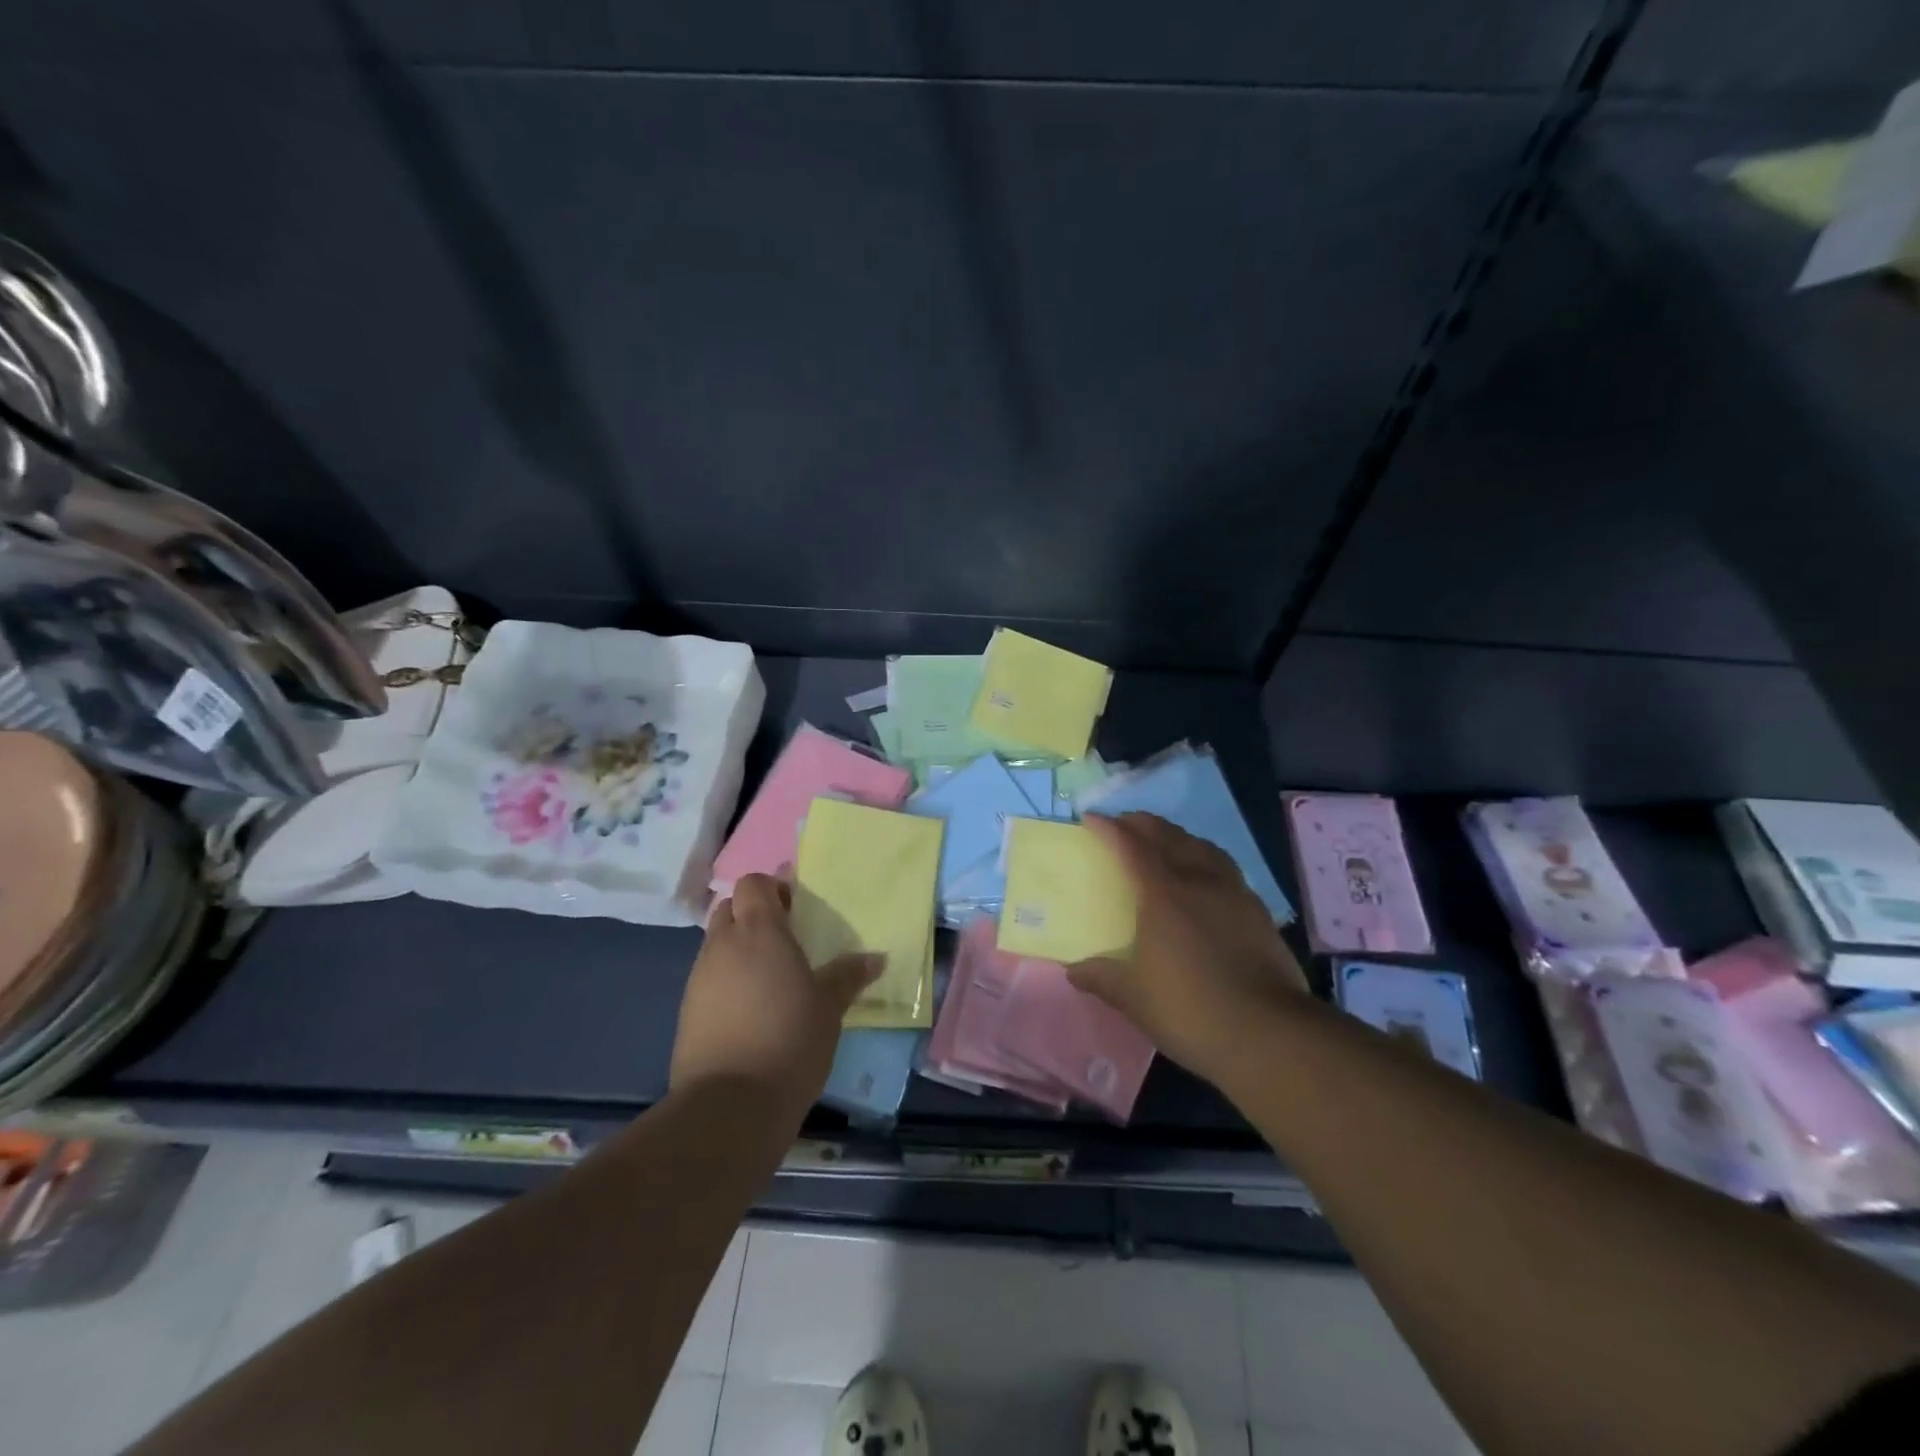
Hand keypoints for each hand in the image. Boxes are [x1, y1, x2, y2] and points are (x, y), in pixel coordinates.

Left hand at [671, 874, 879, 1118]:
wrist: (730, 1106)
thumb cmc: (789, 1040)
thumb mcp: (829, 1007)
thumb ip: (848, 976)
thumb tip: (875, 958)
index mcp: (758, 931)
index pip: (752, 883)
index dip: (772, 889)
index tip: (796, 910)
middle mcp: (722, 945)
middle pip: (729, 909)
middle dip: (752, 915)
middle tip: (785, 940)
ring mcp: (699, 979)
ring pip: (716, 945)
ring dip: (739, 949)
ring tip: (770, 980)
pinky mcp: (686, 1012)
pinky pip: (708, 979)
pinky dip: (727, 981)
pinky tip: (751, 1011)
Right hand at [1069, 812, 1308, 1083]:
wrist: (1268, 1033)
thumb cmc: (1189, 1009)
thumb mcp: (1133, 998)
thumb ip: (1102, 978)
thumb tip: (1073, 971)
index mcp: (1163, 893)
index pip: (1132, 846)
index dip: (1110, 829)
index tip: (1091, 819)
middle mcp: (1199, 881)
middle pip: (1169, 836)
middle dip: (1143, 824)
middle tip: (1125, 823)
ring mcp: (1234, 893)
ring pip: (1203, 847)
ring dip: (1179, 836)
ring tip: (1166, 841)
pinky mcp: (1258, 912)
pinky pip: (1226, 869)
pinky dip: (1206, 860)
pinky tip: (1206, 879)